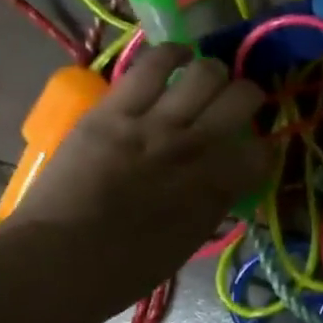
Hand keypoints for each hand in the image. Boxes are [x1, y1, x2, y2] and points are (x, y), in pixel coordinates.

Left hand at [5, 45, 270, 283]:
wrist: (59, 261)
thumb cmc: (126, 268)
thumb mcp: (190, 239)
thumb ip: (213, 202)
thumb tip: (224, 180)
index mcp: (218, 185)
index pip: (263, 149)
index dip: (262, 147)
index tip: (252, 149)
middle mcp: (197, 147)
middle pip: (244, 97)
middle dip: (248, 96)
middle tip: (236, 102)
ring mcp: (156, 124)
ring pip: (205, 73)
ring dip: (212, 73)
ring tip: (205, 77)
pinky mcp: (115, 110)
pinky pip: (152, 66)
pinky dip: (171, 54)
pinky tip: (176, 56)